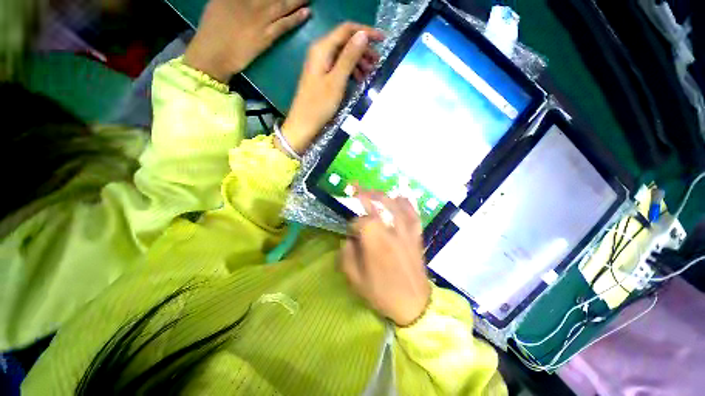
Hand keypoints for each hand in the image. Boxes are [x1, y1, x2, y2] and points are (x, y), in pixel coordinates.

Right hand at [184, 0, 310, 82]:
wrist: (213, 54)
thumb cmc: (213, 29)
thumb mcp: (219, 3)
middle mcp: (251, 1)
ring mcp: (260, 18)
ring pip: (283, 4)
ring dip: (297, 0)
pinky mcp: (267, 36)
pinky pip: (284, 24)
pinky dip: (296, 18)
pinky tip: (307, 12)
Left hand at [279, 23, 383, 154]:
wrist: (304, 124)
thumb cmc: (319, 105)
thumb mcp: (337, 81)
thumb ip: (349, 57)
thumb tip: (363, 35)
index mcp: (322, 49)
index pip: (347, 30)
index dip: (366, 32)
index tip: (382, 40)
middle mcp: (320, 52)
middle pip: (345, 41)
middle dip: (363, 49)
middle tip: (377, 62)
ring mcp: (320, 64)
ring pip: (343, 55)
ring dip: (358, 61)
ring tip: (370, 72)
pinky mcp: (322, 75)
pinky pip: (339, 66)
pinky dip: (351, 70)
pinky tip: (359, 79)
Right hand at [340, 191, 430, 326]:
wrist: (414, 304)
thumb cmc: (382, 293)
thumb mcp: (355, 279)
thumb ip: (347, 255)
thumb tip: (348, 240)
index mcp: (374, 240)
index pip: (360, 222)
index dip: (353, 225)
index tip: (351, 234)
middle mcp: (391, 230)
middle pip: (378, 205)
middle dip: (365, 194)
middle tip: (356, 187)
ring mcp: (406, 231)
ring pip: (395, 205)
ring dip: (384, 196)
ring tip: (375, 191)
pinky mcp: (416, 236)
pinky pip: (413, 215)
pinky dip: (408, 205)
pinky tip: (401, 198)